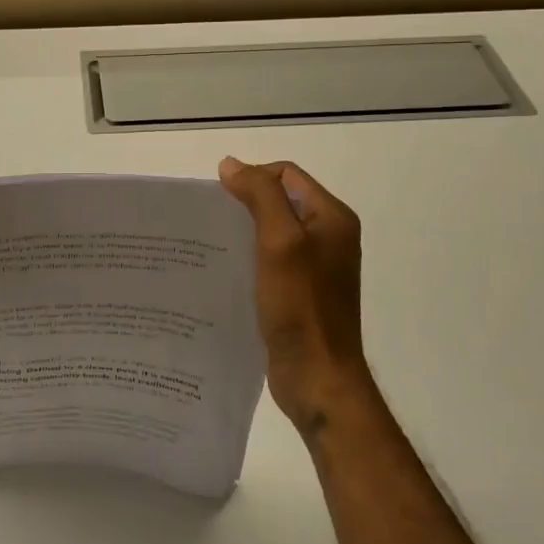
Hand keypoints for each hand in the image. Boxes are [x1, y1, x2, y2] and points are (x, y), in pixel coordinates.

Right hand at [218, 157, 371, 434]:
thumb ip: (260, 196)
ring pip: (272, 231)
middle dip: (244, 204)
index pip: (286, 174)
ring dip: (243, 232)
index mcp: (332, 218)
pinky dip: (248, 258)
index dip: (252, 178)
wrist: (318, 379)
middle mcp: (328, 237)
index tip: (221, 201)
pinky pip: (270, 260)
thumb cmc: (301, 307)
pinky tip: (226, 272)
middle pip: (279, 200)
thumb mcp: (280, 242)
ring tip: (211, 245)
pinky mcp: (300, 292)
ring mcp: (315, 267)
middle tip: (211, 222)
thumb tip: (230, 165)